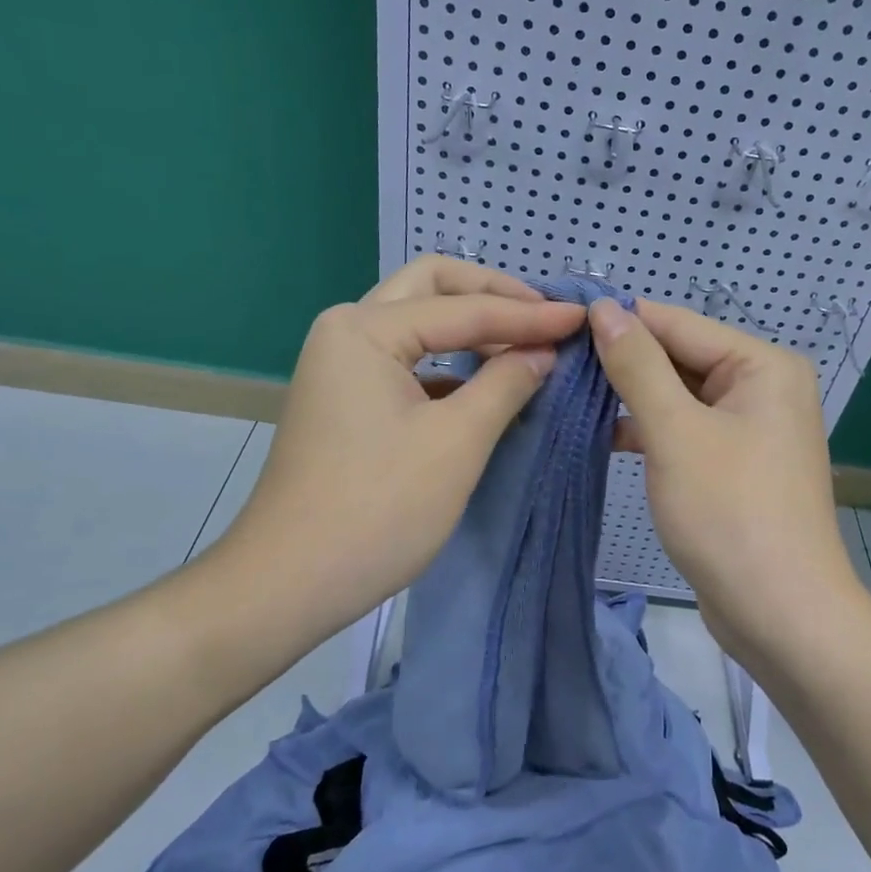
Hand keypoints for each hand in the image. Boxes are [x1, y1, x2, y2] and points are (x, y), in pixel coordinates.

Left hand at [212, 257, 585, 639]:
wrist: (288, 583)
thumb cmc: (378, 509)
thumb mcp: (457, 442)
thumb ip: (507, 383)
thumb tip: (545, 351)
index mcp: (365, 329)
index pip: (464, 309)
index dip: (529, 314)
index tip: (582, 317)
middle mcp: (347, 330)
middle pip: (432, 287)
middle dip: (493, 294)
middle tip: (546, 315)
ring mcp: (342, 365)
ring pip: (419, 320)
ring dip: (473, 324)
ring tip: (529, 341)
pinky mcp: (348, 399)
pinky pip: (410, 358)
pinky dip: (452, 360)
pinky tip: (489, 381)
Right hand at [588, 298, 859, 655]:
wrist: (781, 615)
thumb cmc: (730, 513)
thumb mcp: (676, 432)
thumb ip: (638, 366)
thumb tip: (605, 307)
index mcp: (763, 365)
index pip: (679, 324)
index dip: (619, 321)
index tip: (559, 319)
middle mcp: (763, 387)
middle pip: (681, 358)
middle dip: (623, 362)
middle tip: (554, 361)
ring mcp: (751, 428)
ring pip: (679, 396)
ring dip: (630, 398)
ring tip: (567, 393)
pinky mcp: (734, 465)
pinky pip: (685, 430)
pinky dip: (649, 431)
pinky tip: (602, 434)